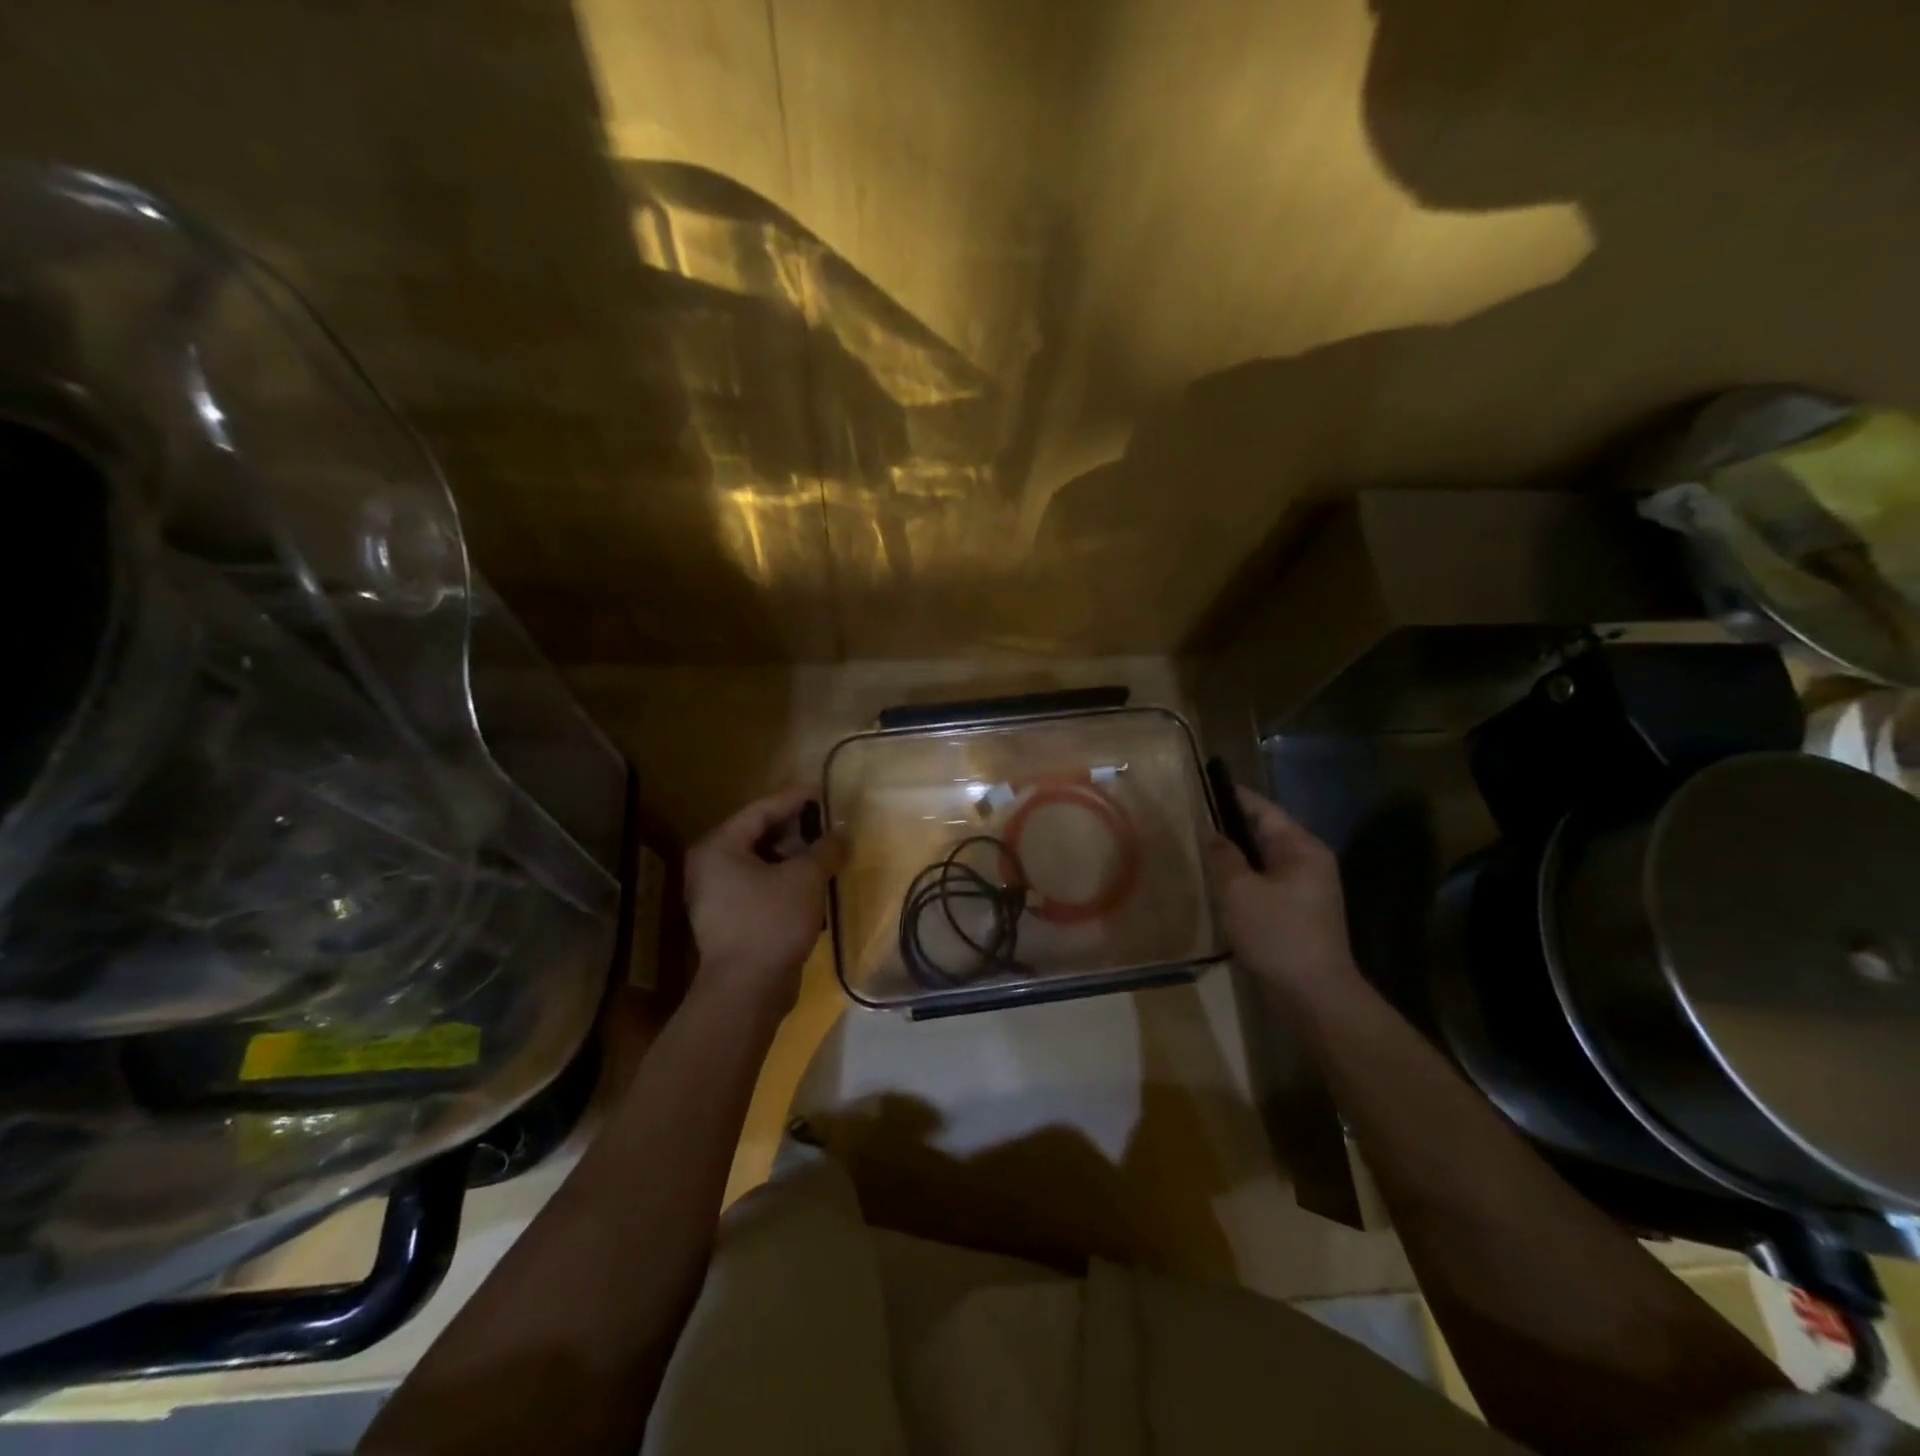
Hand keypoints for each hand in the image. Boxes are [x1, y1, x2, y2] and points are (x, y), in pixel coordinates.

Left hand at [683, 787, 846, 1015]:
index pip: (761, 810)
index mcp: (719, 846)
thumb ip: (826, 849)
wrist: (747, 990)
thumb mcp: (806, 878)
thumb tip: (843, 832)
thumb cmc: (772, 922)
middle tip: (828, 823)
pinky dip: (785, 878)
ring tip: (827, 851)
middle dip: (796, 829)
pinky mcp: (729, 918)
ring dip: (794, 855)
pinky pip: (760, 884)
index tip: (823, 791)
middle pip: (758, 834)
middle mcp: (711, 865)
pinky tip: (814, 880)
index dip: (794, 799)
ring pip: (760, 861)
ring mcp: (717, 894)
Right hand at [1204, 784, 1356, 992]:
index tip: (1203, 786)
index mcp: (1301, 848)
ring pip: (1264, 861)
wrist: (1314, 995)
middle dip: (1230, 827)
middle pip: (1264, 833)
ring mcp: (1307, 889)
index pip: (1263, 810)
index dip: (1232, 796)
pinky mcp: (1300, 913)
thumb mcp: (1239, 890)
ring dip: (1235, 857)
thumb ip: (1223, 855)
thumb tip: (1212, 832)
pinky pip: (1267, 883)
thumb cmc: (1277, 934)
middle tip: (1192, 822)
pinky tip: (1219, 887)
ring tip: (1199, 852)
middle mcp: (1309, 862)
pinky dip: (1244, 880)